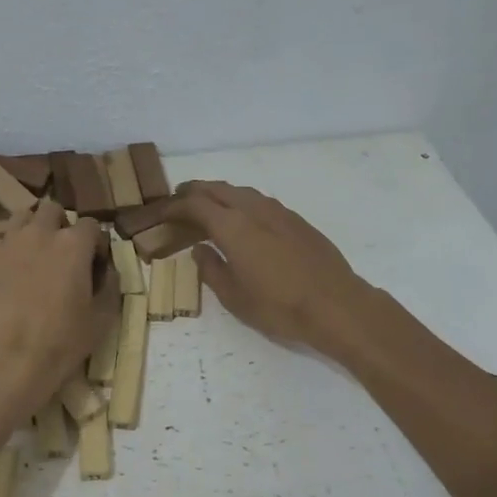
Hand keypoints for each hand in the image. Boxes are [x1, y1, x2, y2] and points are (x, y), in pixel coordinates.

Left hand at [0, 200, 113, 414]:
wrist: (8, 359)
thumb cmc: (62, 341)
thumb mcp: (102, 318)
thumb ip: (110, 286)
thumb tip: (107, 271)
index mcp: (73, 244)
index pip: (90, 225)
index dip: (95, 243)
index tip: (96, 264)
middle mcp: (40, 233)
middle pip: (52, 210)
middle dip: (61, 225)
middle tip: (64, 254)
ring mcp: (8, 244)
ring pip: (22, 218)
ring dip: (33, 229)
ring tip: (36, 256)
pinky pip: (2, 242)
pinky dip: (11, 250)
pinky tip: (14, 274)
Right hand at [173, 181, 367, 351]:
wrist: (336, 305)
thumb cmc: (279, 307)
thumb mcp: (234, 297)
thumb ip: (212, 269)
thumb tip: (200, 250)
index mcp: (233, 227)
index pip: (195, 205)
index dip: (174, 206)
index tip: (161, 212)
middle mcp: (254, 210)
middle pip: (218, 189)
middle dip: (194, 191)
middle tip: (178, 200)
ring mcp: (279, 212)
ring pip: (241, 192)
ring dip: (220, 194)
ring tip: (208, 207)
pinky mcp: (297, 221)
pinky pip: (260, 202)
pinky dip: (242, 203)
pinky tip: (243, 219)